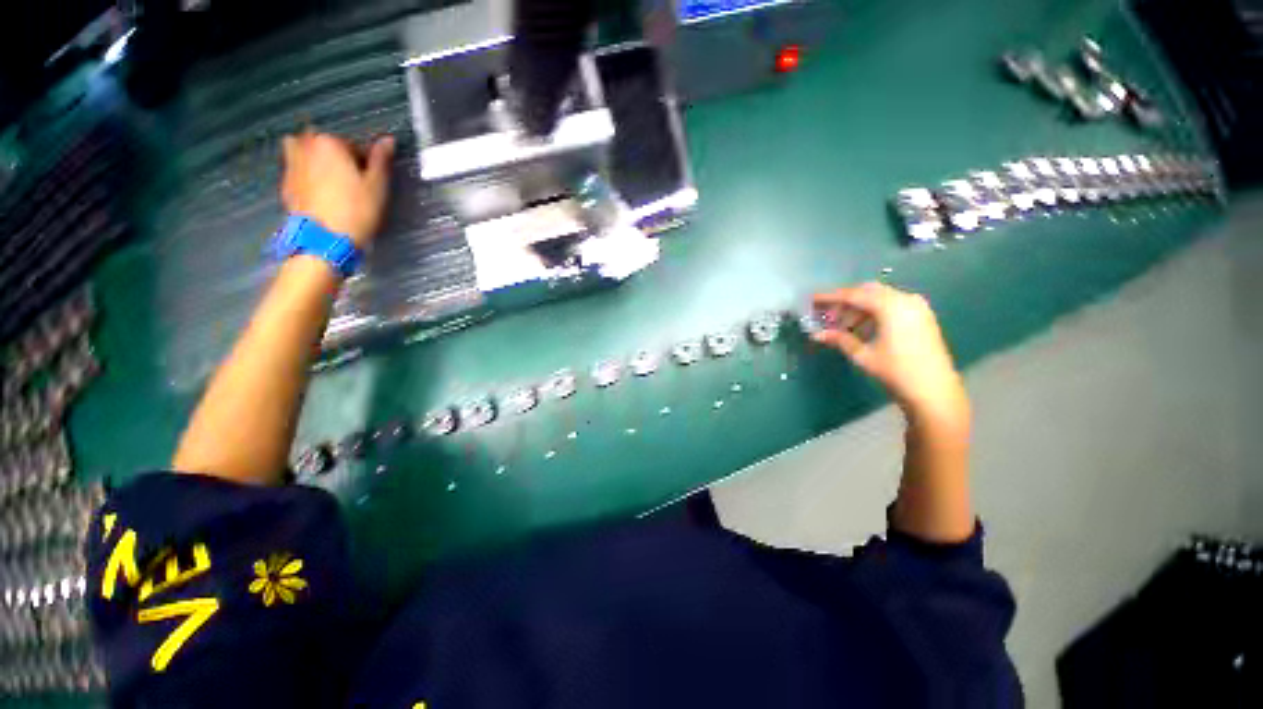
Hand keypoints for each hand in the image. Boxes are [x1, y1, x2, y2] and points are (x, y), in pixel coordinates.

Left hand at [280, 131, 394, 247]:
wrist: (325, 237)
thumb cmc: (357, 209)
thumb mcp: (377, 185)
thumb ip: (381, 159)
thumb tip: (388, 139)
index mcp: (329, 142)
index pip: (352, 144)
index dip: (364, 161)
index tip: (370, 179)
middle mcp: (305, 146)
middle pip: (325, 145)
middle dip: (337, 157)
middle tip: (351, 180)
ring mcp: (290, 164)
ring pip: (305, 154)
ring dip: (316, 162)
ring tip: (332, 183)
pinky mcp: (285, 184)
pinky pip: (297, 171)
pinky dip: (307, 177)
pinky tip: (320, 195)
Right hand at [812, 283, 967, 422]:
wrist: (934, 392)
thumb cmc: (896, 372)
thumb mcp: (863, 355)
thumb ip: (840, 339)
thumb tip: (817, 334)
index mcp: (891, 306)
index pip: (854, 295)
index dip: (830, 297)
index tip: (812, 300)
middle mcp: (905, 300)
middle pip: (868, 291)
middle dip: (845, 301)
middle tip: (827, 316)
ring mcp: (917, 307)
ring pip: (880, 298)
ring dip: (859, 308)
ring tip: (841, 326)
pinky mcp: (922, 317)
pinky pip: (892, 305)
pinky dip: (874, 312)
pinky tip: (861, 328)